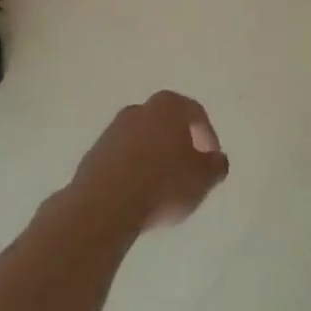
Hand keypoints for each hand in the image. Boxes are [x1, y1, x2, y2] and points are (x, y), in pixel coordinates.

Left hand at [73, 91, 228, 232]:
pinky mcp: (93, 154)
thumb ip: (216, 166)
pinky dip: (134, 170)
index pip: (195, 113)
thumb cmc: (163, 184)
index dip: (208, 137)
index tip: (211, 161)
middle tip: (189, 170)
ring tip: (163, 186)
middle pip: (166, 123)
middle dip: (179, 144)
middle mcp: (139, 110)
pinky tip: (139, 193)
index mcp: (168, 106)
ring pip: (143, 139)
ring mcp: (112, 130)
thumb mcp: (203, 178)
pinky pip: (123, 158)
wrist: (105, 205)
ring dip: (154, 157)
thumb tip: (217, 160)